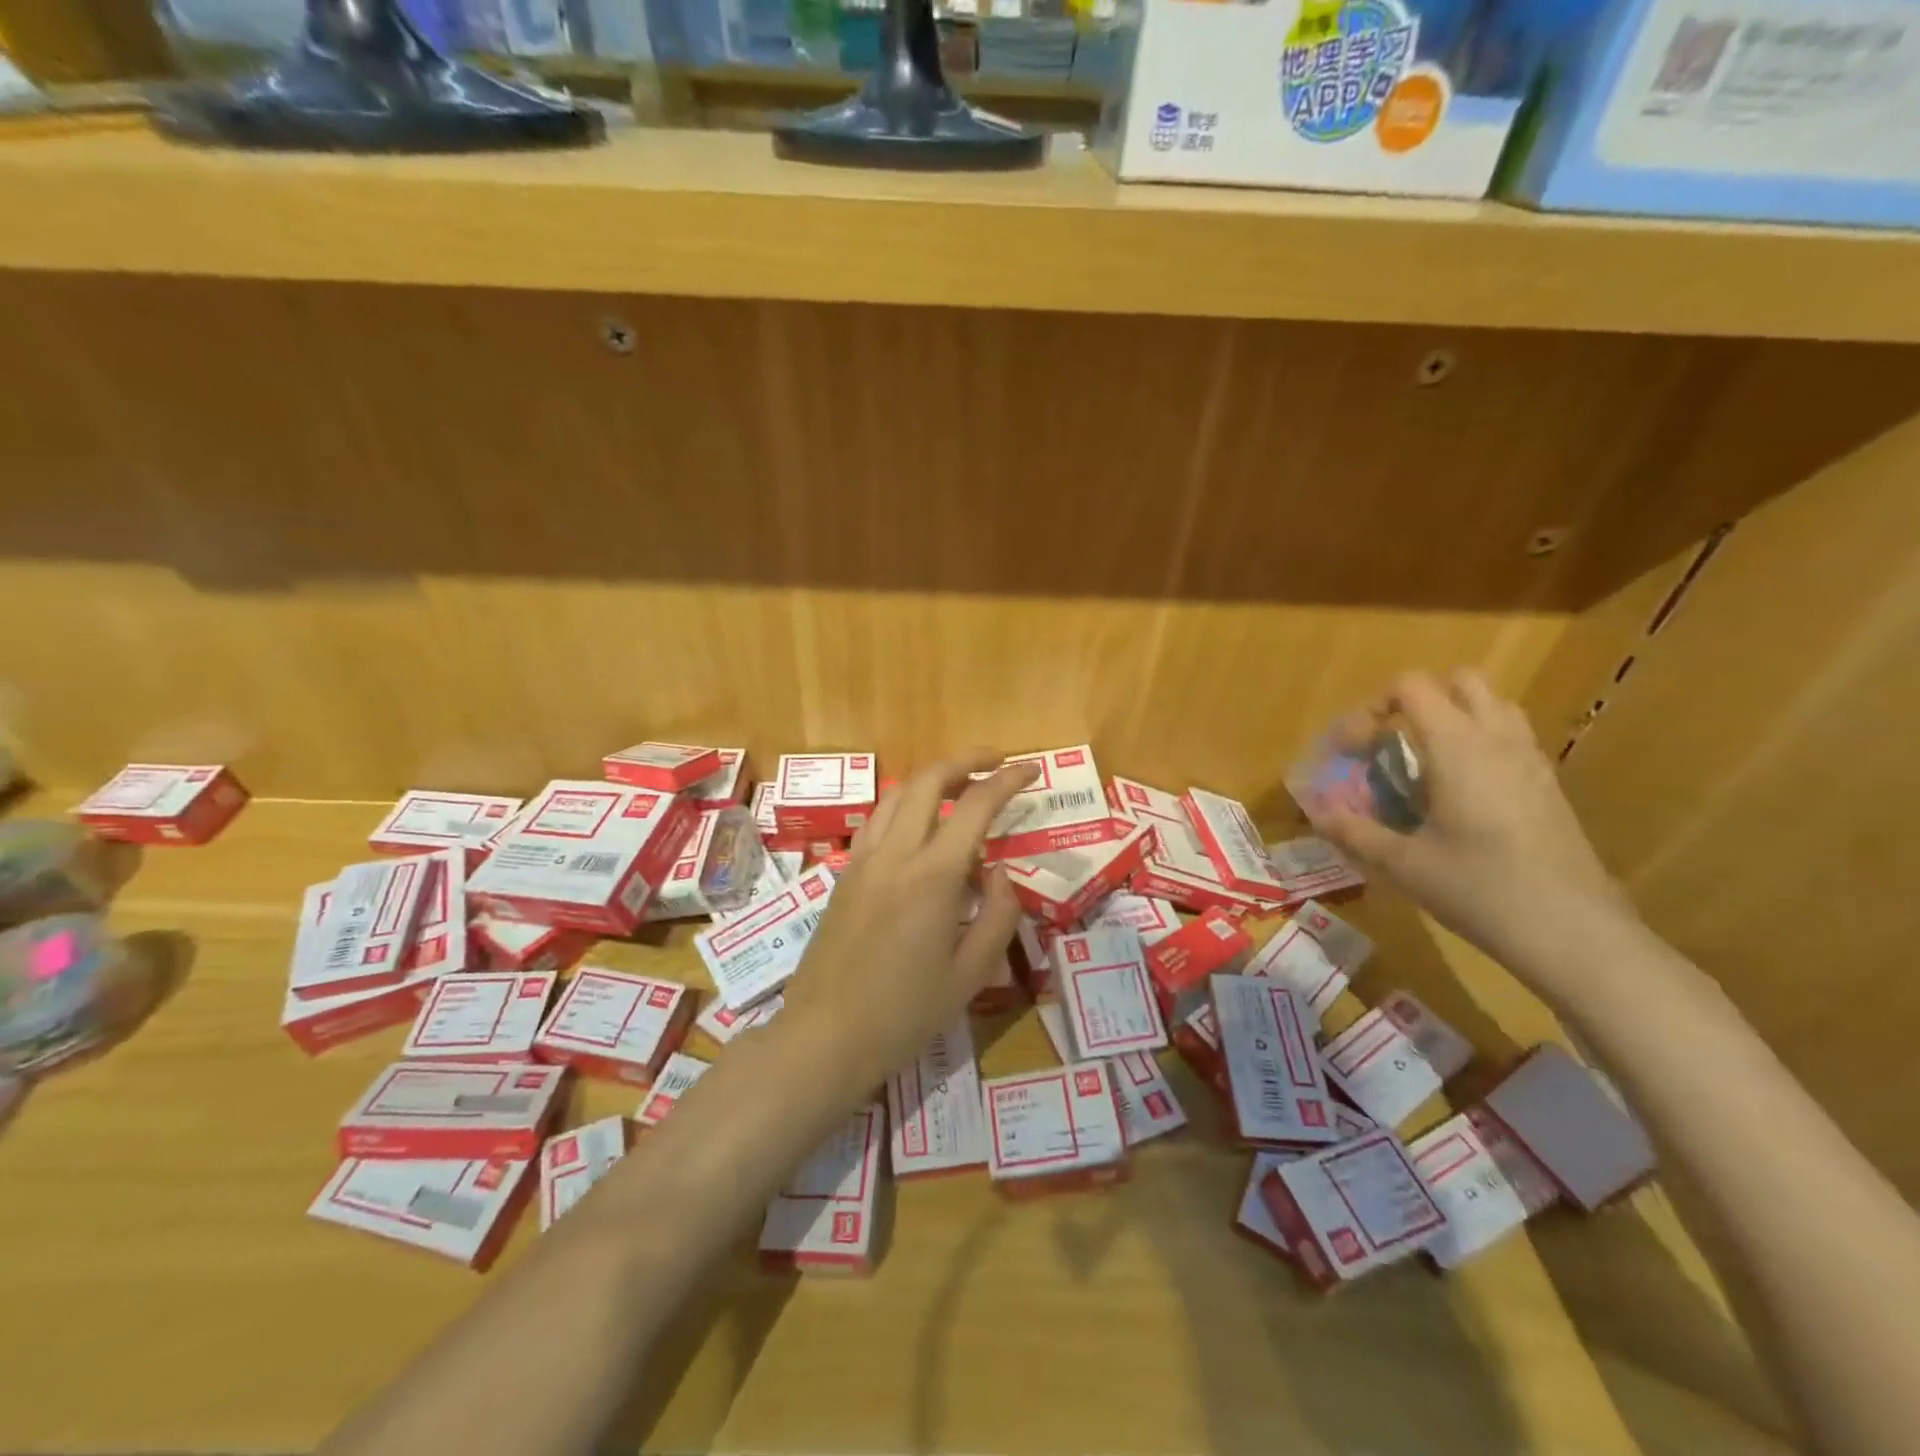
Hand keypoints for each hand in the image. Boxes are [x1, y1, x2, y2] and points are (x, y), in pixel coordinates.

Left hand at [777, 751, 1038, 1093]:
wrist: (825, 1037)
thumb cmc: (905, 1014)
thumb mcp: (972, 974)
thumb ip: (997, 913)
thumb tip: (998, 871)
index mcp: (932, 876)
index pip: (975, 805)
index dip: (1006, 780)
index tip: (1029, 770)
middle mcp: (895, 854)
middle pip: (927, 779)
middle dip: (965, 760)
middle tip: (996, 762)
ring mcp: (862, 861)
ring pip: (895, 794)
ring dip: (931, 779)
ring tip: (960, 788)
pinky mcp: (844, 875)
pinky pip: (877, 821)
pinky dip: (904, 805)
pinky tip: (919, 828)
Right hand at [1309, 670, 1634, 973]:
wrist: (1572, 931)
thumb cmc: (1478, 889)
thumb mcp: (1402, 864)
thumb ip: (1354, 832)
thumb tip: (1318, 814)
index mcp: (1457, 746)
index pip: (1411, 686)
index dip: (1372, 707)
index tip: (1353, 750)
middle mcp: (1497, 739)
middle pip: (1459, 681)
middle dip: (1418, 700)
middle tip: (1391, 743)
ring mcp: (1532, 760)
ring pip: (1493, 706)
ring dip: (1454, 717)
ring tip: (1426, 762)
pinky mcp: (1550, 786)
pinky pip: (1512, 738)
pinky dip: (1481, 744)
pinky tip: (1462, 793)